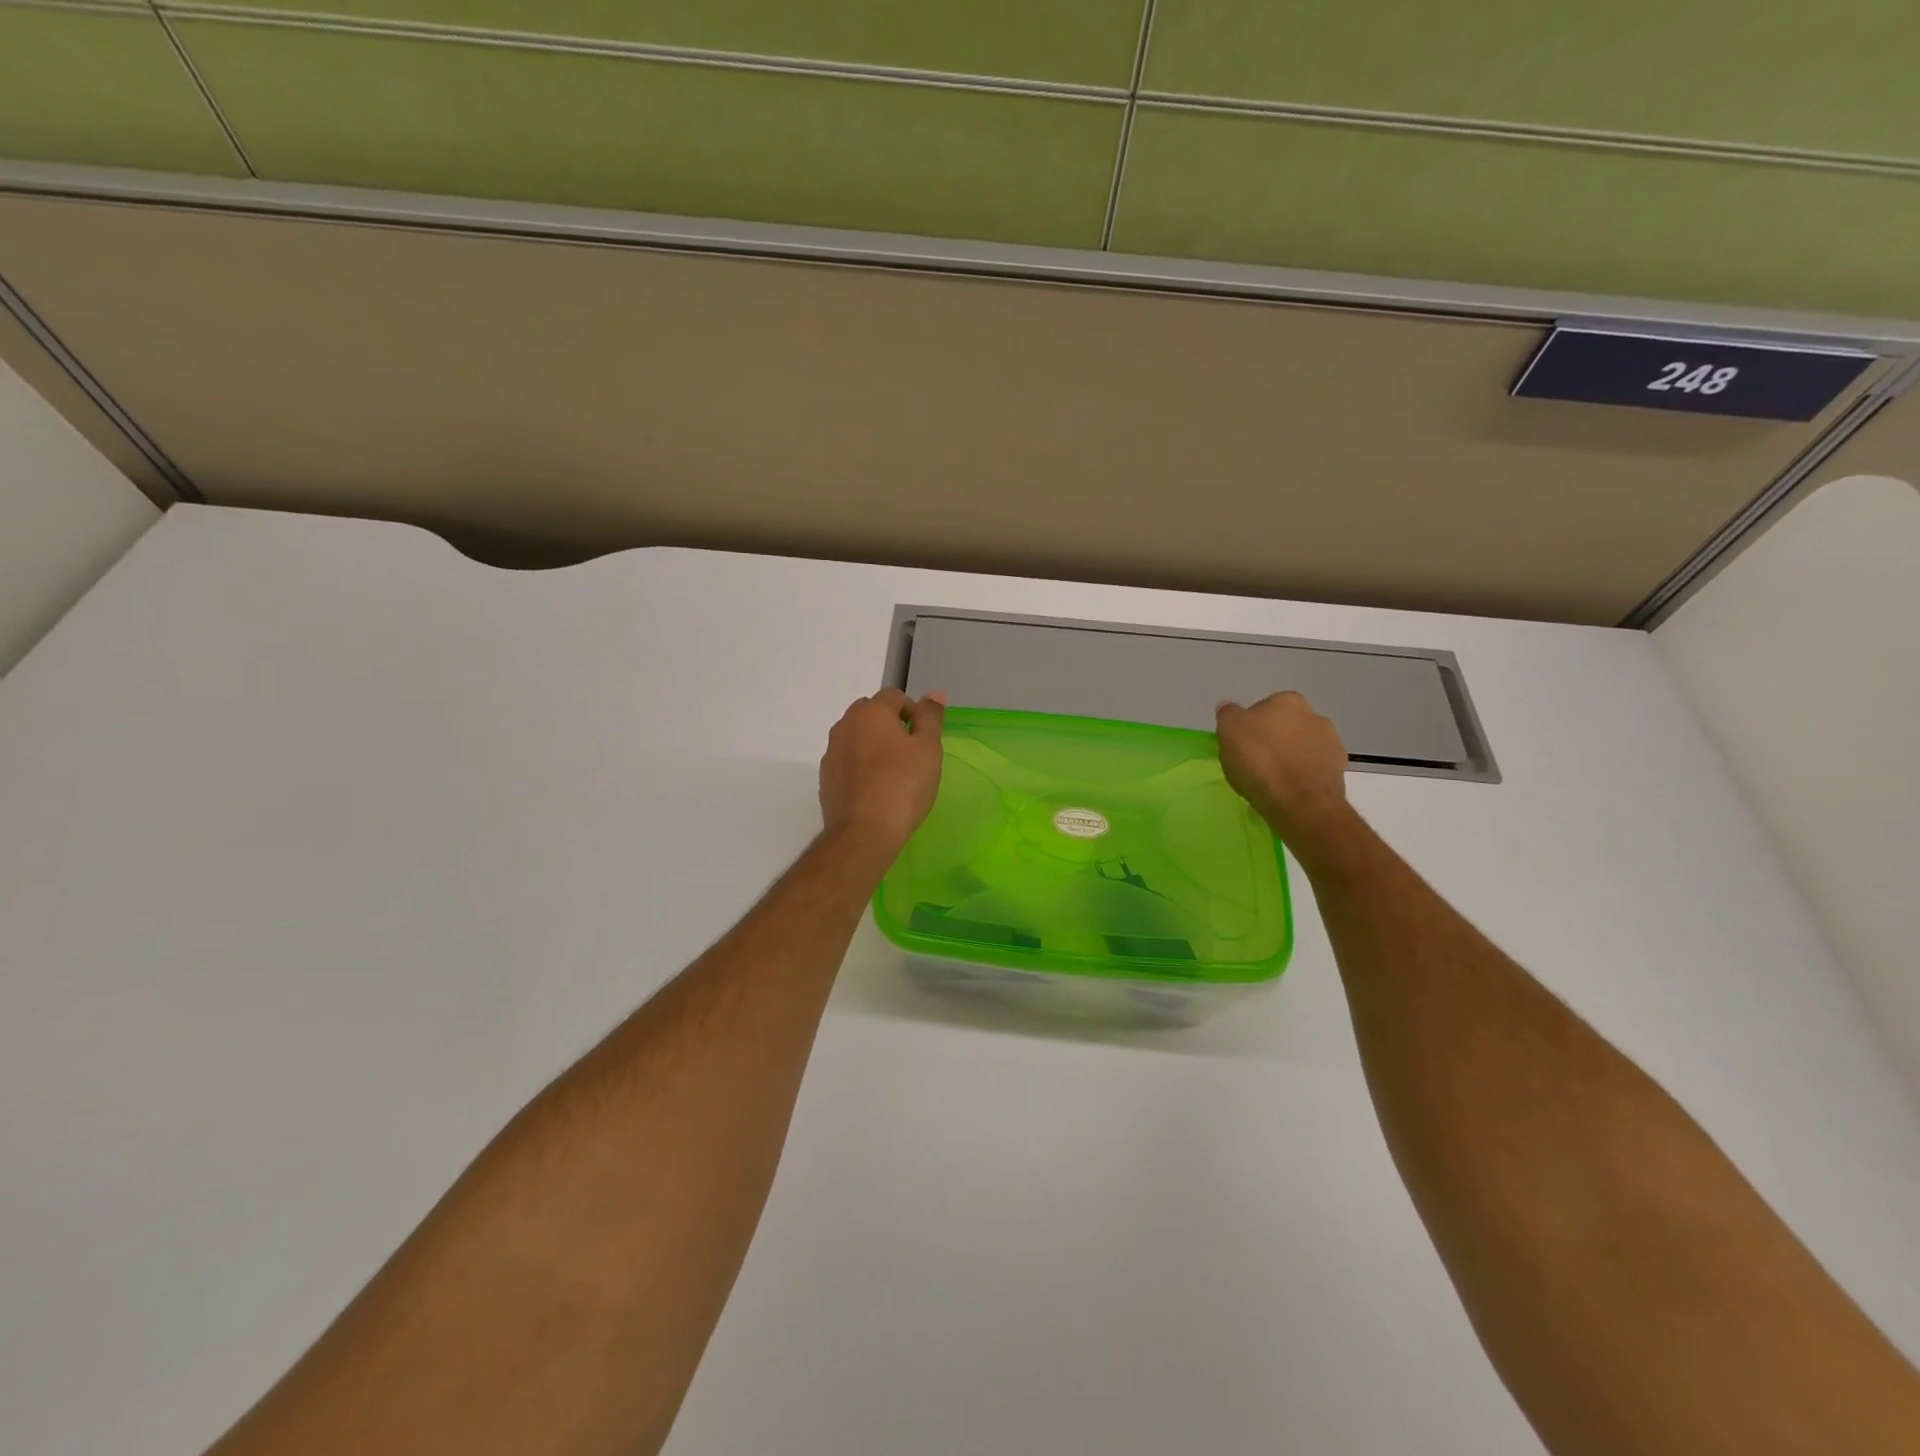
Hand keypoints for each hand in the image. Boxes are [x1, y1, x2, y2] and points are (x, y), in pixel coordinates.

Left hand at [818, 689, 945, 858]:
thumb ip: (930, 718)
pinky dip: (861, 767)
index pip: (894, 697)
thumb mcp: (928, 749)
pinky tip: (875, 790)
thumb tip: (934, 693)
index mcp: (870, 712)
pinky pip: (847, 761)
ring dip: (873, 746)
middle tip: (911, 754)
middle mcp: (845, 725)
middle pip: (871, 714)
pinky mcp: (826, 778)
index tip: (924, 738)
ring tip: (893, 773)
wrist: (864, 833)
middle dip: (890, 726)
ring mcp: (831, 752)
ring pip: (857, 738)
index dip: (913, 712)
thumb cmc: (903, 786)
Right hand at [1216, 691, 1349, 841]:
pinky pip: (1313, 769)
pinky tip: (1289, 791)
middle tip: (1254, 763)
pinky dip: (1302, 776)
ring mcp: (1332, 743)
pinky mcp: (1339, 771)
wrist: (1300, 803)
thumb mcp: (1229, 731)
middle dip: (1273, 741)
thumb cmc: (1260, 760)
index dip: (1249, 728)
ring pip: (1301, 748)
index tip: (1240, 746)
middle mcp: (1315, 716)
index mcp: (1287, 701)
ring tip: (1272, 781)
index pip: (1262, 709)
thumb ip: (1228, 714)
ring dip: (1290, 758)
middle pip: (1285, 727)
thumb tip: (1229, 707)